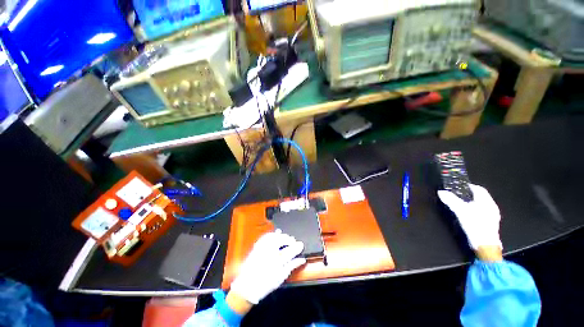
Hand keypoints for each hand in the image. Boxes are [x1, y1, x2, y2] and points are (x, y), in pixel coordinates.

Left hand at [229, 230, 305, 304]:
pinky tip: (276, 234)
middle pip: (282, 240)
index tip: (301, 245)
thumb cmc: (266, 284)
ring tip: (286, 237)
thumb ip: (292, 266)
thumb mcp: (281, 277)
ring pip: (274, 236)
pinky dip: (272, 234)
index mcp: (277, 262)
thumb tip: (302, 259)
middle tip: (293, 241)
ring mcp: (262, 248)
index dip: (297, 246)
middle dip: (289, 239)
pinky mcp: (257, 246)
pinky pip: (266, 236)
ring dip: (281, 236)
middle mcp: (270, 252)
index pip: (290, 251)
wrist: (247, 287)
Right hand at [438, 184, 502, 250]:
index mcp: (487, 202)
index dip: (469, 186)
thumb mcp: (460, 211)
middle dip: (470, 195)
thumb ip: (451, 200)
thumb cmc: (475, 225)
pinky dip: (475, 211)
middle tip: (459, 196)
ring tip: (463, 205)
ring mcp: (493, 216)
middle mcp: (492, 207)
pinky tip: (470, 215)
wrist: (485, 245)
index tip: (460, 187)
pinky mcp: (491, 223)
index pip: (479, 189)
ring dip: (473, 203)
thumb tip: (441, 192)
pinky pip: (483, 212)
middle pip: (481, 196)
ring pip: (482, 205)